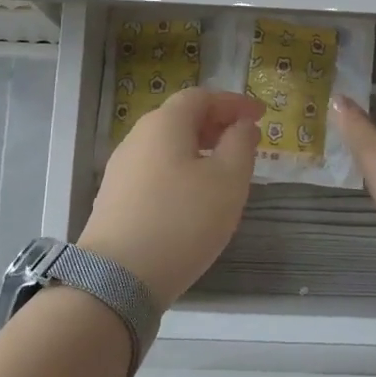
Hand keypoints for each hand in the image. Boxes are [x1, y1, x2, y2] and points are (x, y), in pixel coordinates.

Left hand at [78, 87, 263, 308]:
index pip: (202, 97)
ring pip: (166, 146)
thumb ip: (241, 145)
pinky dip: (180, 170)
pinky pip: (155, 169)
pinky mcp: (115, 198)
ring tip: (224, 170)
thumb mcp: (228, 181)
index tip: (260, 115)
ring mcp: (121, 169)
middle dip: (216, 123)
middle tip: (244, 140)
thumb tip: (242, 126)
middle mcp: (137, 138)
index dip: (234, 102)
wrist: (117, 279)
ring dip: (198, 148)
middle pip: (180, 118)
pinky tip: (193, 197)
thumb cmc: (182, 221)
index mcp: (165, 124)